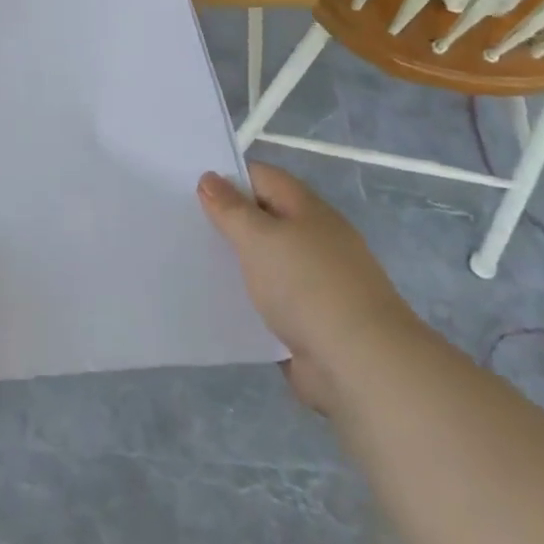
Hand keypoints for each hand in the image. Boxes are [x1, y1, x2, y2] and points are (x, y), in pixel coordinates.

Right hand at [198, 161, 420, 412]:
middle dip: (228, 221)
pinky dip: (248, 300)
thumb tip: (210, 179)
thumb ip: (231, 209)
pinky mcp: (311, 321)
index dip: (227, 177)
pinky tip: (217, 303)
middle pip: (263, 219)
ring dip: (236, 263)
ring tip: (191, 261)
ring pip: (265, 261)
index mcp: (307, 210)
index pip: (262, 177)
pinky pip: (271, 300)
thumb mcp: (259, 238)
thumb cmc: (307, 286)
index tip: (187, 188)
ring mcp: (315, 282)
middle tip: (182, 223)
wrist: (361, 366)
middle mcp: (314, 240)